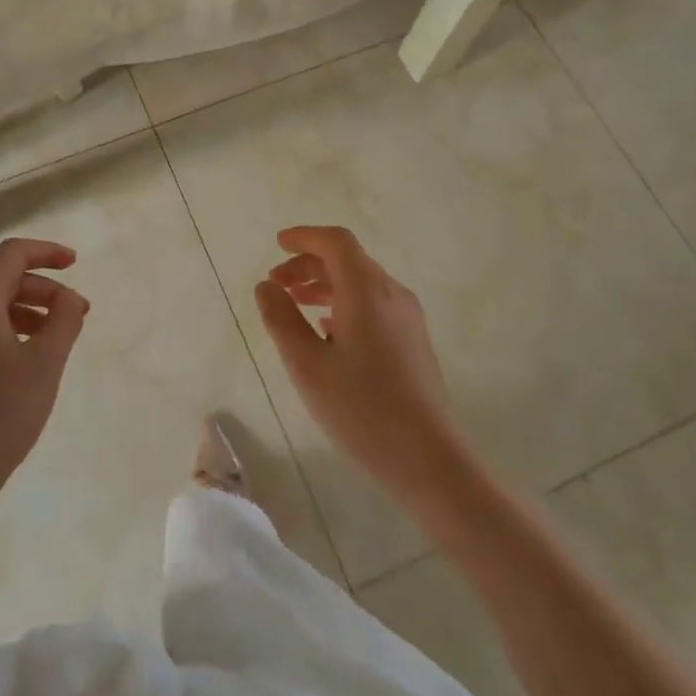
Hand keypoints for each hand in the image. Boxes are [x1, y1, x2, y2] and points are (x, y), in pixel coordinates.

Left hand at [0, 238, 89, 523]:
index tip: (76, 263)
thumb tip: (66, 297)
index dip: (47, 252)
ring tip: (55, 340)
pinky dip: (3, 331)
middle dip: (42, 290)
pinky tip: (23, 362)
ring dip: (25, 312)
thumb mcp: (44, 366)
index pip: (11, 254)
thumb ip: (63, 320)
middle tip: (77, 314)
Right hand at [254, 226, 466, 503]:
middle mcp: (392, 294)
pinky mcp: (413, 340)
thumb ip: (282, 319)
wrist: (429, 459)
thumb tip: (266, 286)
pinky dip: (344, 302)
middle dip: (308, 263)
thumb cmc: (361, 409)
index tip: (277, 243)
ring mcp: (407, 317)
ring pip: (361, 283)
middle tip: (276, 283)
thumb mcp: (307, 364)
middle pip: (348, 260)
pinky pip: (373, 304)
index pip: (336, 242)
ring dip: (325, 284)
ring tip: (294, 303)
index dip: (305, 236)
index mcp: (367, 290)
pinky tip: (326, 330)